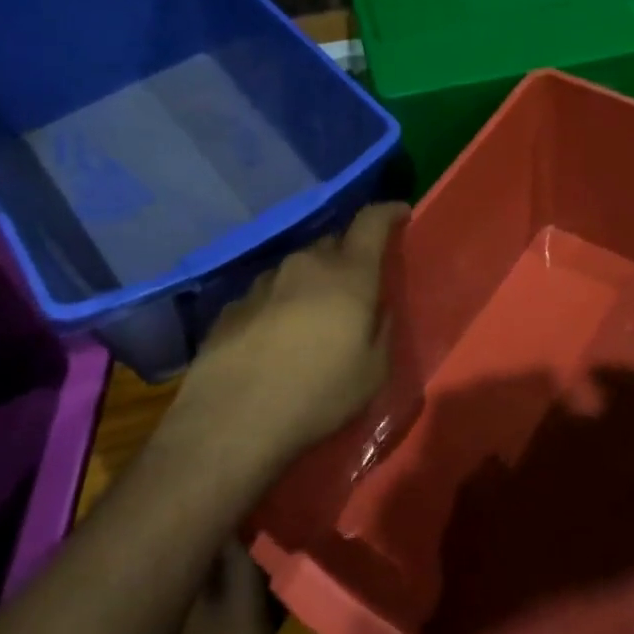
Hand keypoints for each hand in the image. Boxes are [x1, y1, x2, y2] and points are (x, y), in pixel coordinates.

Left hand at [165, 202, 407, 479]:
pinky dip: (279, 304)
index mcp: (348, 274)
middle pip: (333, 243)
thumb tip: (376, 308)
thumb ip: (381, 328)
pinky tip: (275, 338)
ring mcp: (263, 283)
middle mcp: (305, 265)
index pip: (372, 221)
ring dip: (311, 282)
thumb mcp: (374, 371)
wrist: (232, 421)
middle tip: (357, 284)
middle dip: (349, 255)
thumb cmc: (318, 395)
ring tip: (313, 316)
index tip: (401, 214)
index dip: (389, 212)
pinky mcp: (232, 306)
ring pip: (297, 268)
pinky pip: (267, 294)